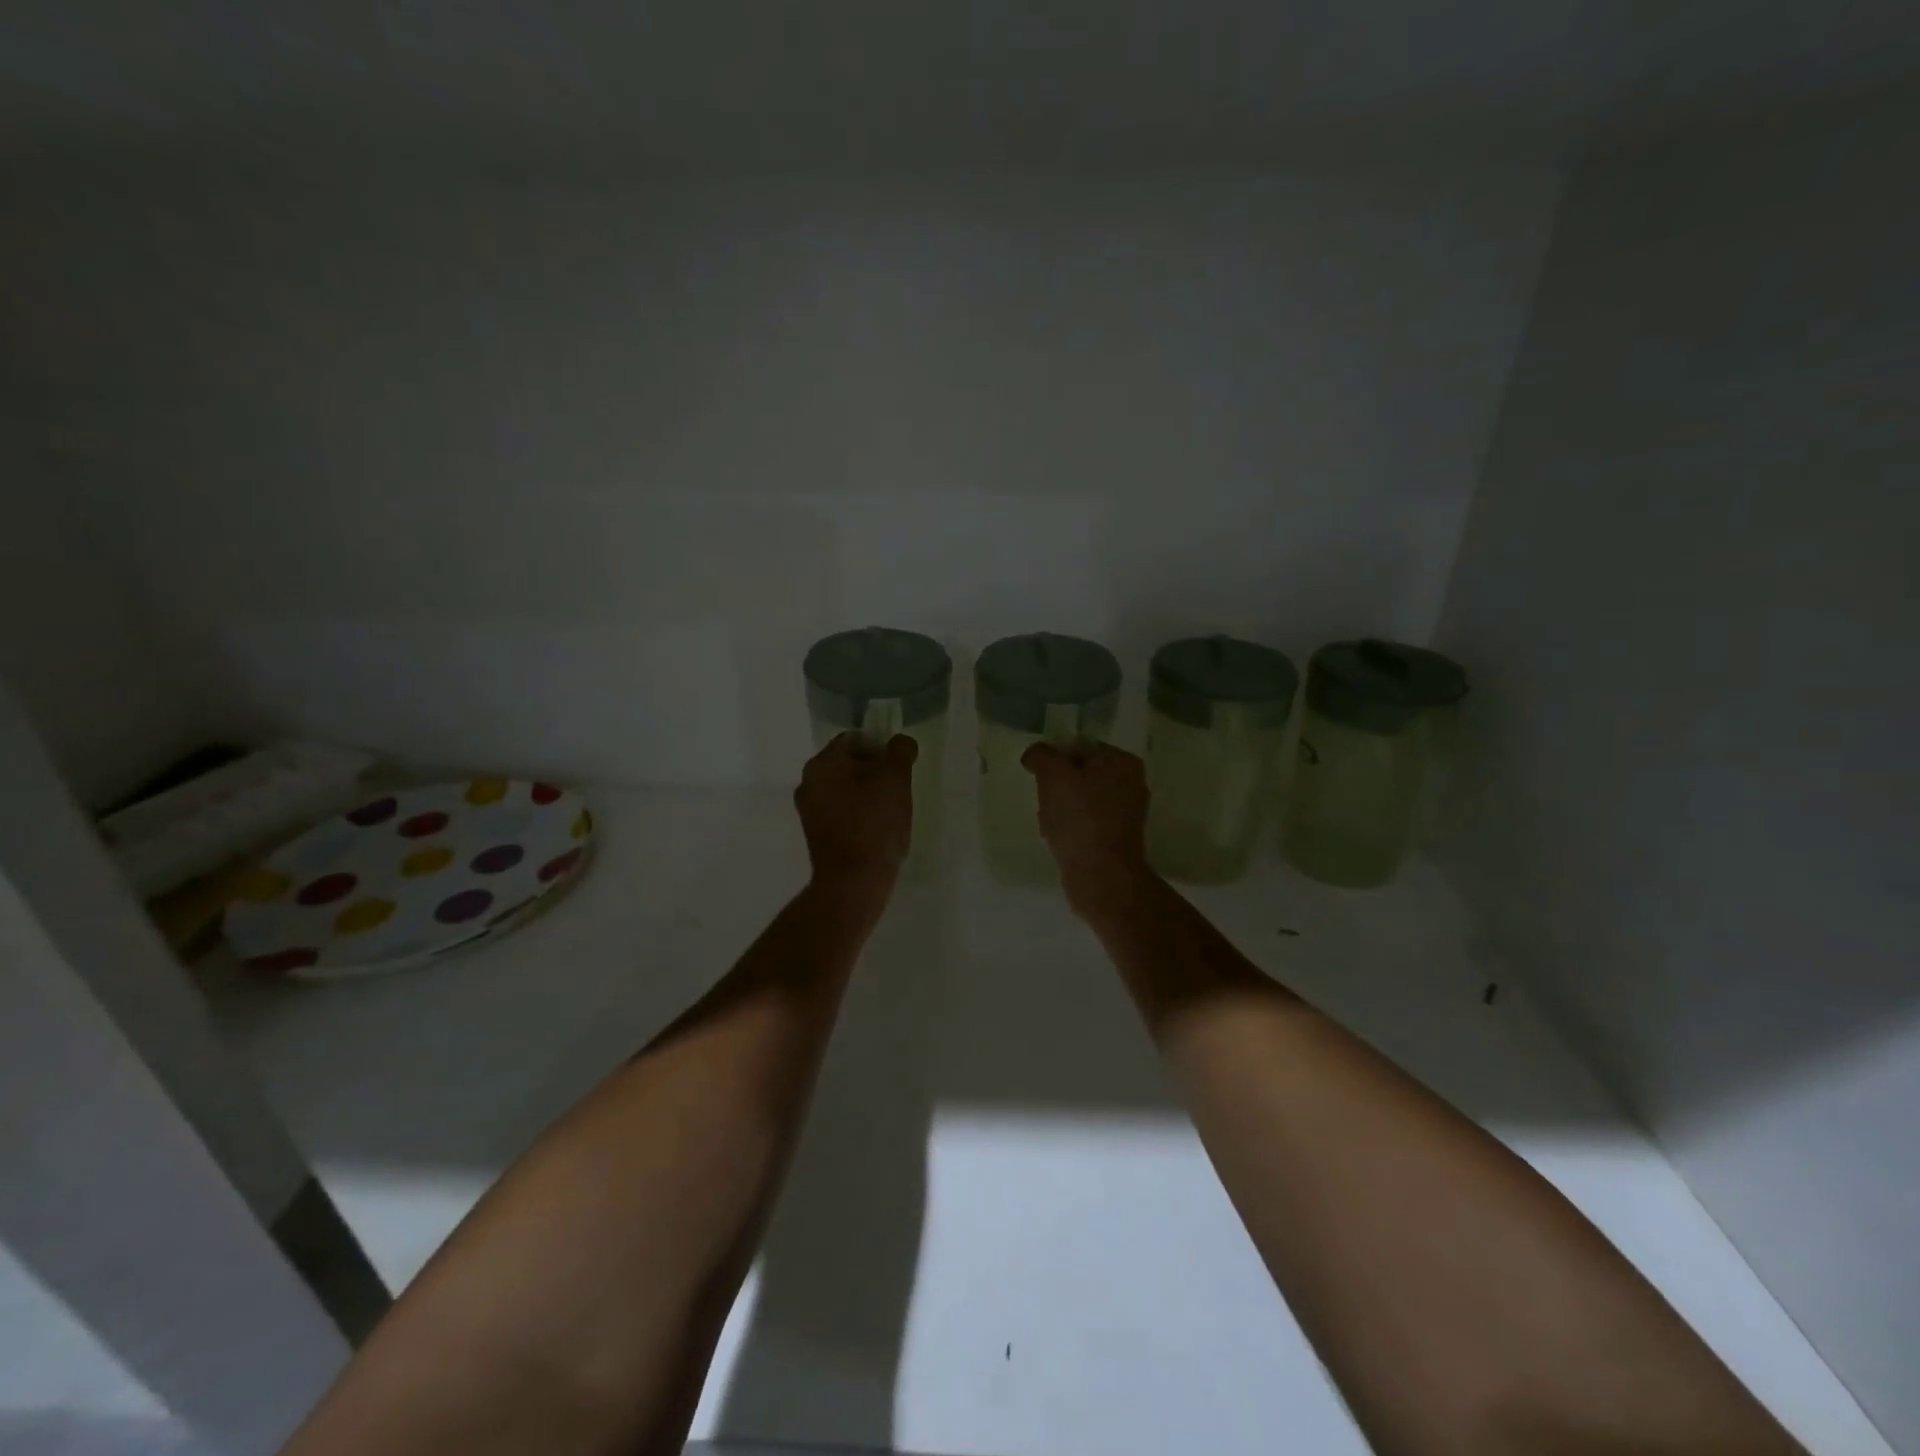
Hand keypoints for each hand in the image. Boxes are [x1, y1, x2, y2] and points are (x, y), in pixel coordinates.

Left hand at [795, 733, 918, 900]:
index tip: (901, 764)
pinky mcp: (817, 834)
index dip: (881, 745)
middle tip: (901, 786)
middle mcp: (808, 783)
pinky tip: (880, 828)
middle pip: (849, 763)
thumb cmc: (874, 826)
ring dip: (870, 792)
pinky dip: (861, 812)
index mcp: (822, 765)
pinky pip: (843, 811)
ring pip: (846, 788)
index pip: (854, 739)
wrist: (853, 884)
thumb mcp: (895, 782)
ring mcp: (810, 811)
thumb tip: (901, 743)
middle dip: (876, 770)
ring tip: (894, 808)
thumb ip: (900, 753)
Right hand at [1022, 742, 1154, 915]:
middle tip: (1043, 798)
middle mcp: (1131, 783)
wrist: (1101, 876)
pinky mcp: (1117, 838)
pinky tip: (1059, 837)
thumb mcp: (1053, 776)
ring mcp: (1127, 813)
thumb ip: (1041, 755)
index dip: (1054, 758)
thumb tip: (1035, 754)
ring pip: (1081, 799)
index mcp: (1122, 761)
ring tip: (1049, 821)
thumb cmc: (1080, 819)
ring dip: (1061, 807)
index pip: (1079, 746)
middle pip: (1080, 773)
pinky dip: (1070, 827)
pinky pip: (1086, 823)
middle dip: (1057, 784)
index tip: (1037, 776)